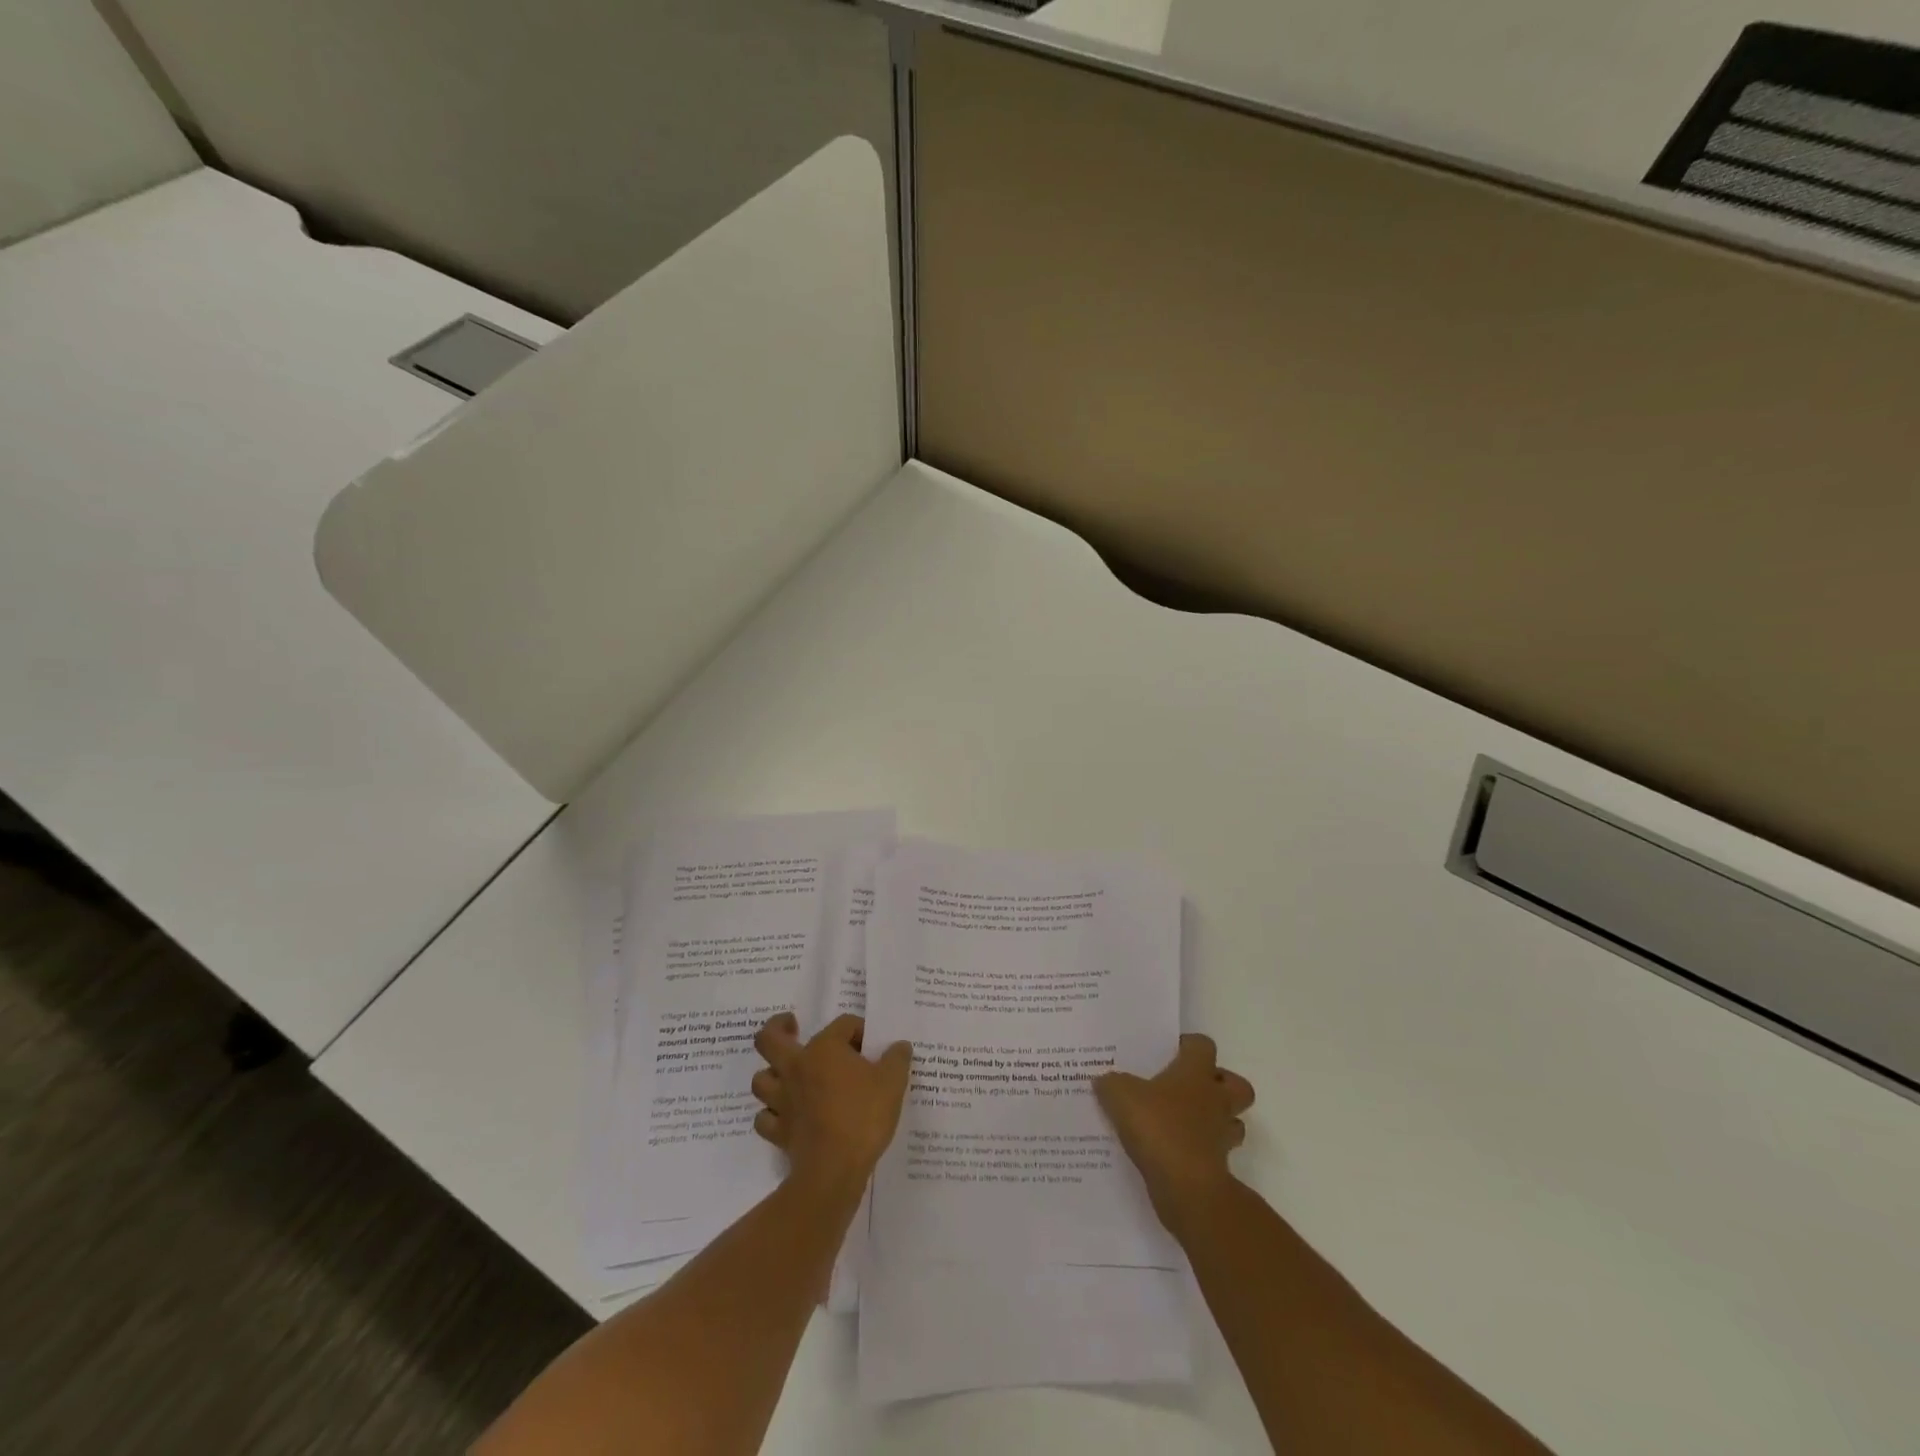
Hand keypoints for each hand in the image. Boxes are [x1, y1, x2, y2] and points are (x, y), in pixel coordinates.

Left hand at [750, 1012, 911, 1189]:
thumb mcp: (893, 1082)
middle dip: (778, 1028)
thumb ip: (897, 1059)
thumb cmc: (864, 1116)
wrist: (834, 1169)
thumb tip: (900, 1046)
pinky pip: (764, 1118)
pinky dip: (771, 1114)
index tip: (872, 1047)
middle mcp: (796, 1067)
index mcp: (824, 1048)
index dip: (859, 1030)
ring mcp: (782, 1100)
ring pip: (761, 1079)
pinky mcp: (778, 1131)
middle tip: (792, 1027)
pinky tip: (785, 1116)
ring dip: (771, 1074)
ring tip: (787, 1076)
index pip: (842, 1024)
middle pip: (769, 1039)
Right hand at [1094, 1033, 1255, 1237]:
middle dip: (1219, 1085)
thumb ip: (1111, 1083)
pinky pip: (1214, 1154)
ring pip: (1232, 1122)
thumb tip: (1104, 1080)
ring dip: (1214, 1121)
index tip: (1169, 1052)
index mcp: (1196, 1073)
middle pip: (1237, 1085)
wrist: (1187, 1188)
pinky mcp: (1218, 1168)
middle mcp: (1215, 1100)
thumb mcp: (1120, 1096)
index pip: (1203, 1046)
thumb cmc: (1158, 1127)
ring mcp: (1221, 1136)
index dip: (1189, 1045)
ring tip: (1183, 1123)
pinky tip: (1172, 1154)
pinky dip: (1200, 1152)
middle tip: (1189, 1088)